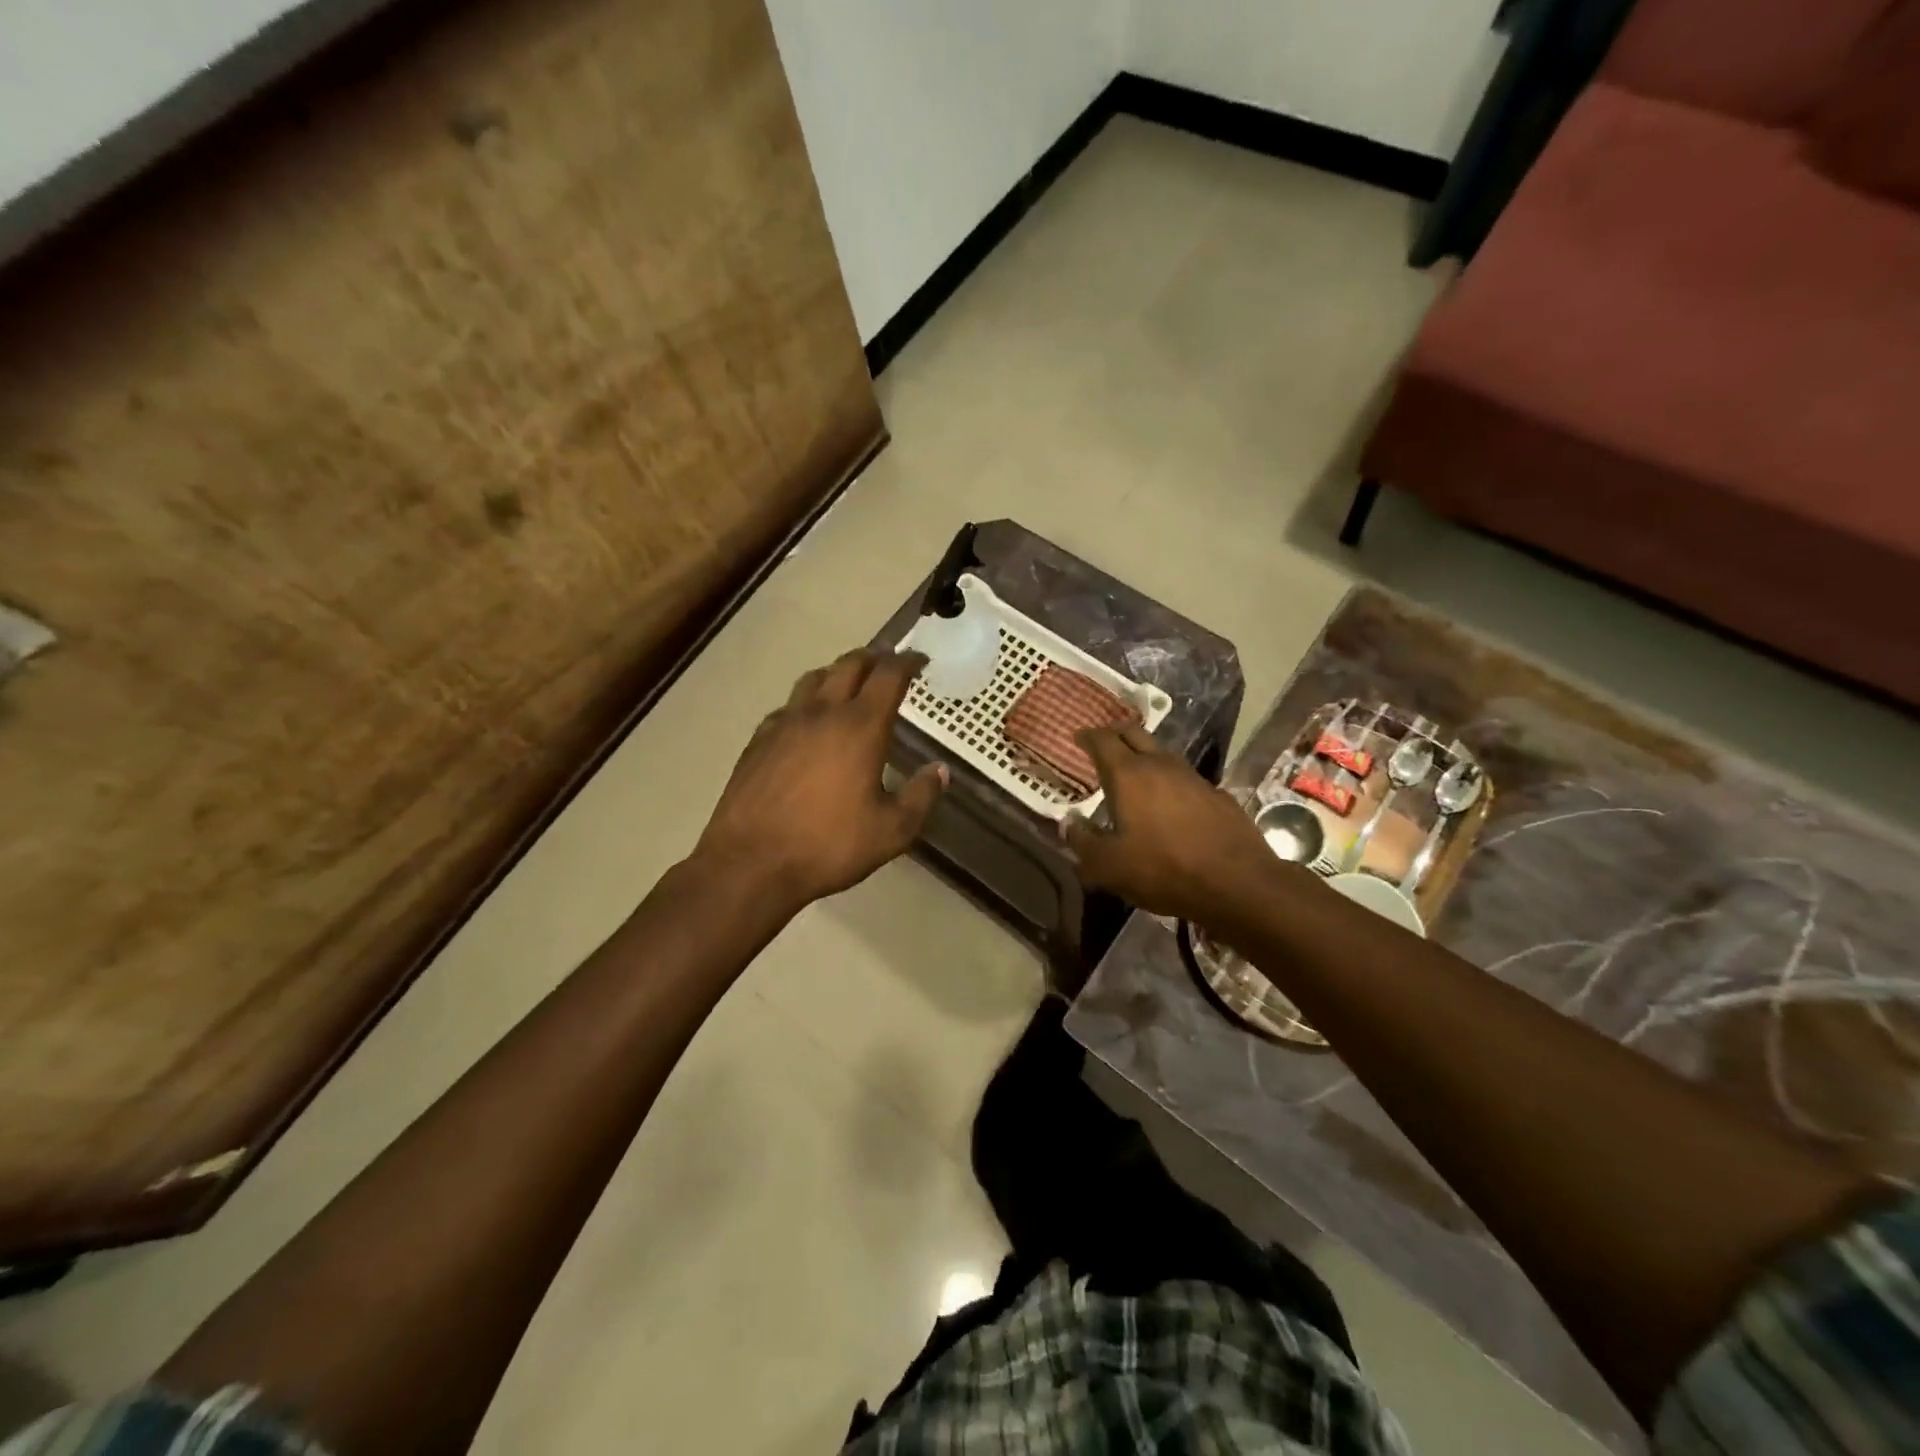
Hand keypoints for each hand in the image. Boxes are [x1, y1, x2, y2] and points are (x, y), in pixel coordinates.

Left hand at [693, 649, 946, 911]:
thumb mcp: (892, 831)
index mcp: (860, 727)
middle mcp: (822, 713)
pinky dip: (806, 701)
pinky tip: (807, 722)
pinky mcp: (759, 740)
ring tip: (849, 684)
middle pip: (849, 665)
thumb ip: (921, 797)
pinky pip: (787, 706)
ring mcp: (785, 723)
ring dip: (837, 673)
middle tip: (888, 664)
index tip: (920, 660)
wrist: (751, 863)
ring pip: (814, 678)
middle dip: (874, 658)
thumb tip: (940, 771)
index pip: (889, 676)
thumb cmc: (829, 846)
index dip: (907, 662)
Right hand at [1063, 724, 1277, 922]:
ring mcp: (1193, 777)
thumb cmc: (1163, 870)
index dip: (1087, 736)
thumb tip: (1067, 825)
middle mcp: (1160, 765)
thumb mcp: (1108, 866)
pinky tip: (1168, 803)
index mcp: (1128, 775)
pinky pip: (1184, 778)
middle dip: (1114, 734)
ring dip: (1143, 756)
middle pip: (1134, 733)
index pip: (1102, 740)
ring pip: (1161, 753)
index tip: (1077, 737)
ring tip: (1132, 773)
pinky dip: (1168, 781)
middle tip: (1102, 744)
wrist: (1237, 883)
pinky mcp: (1217, 795)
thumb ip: (1082, 842)